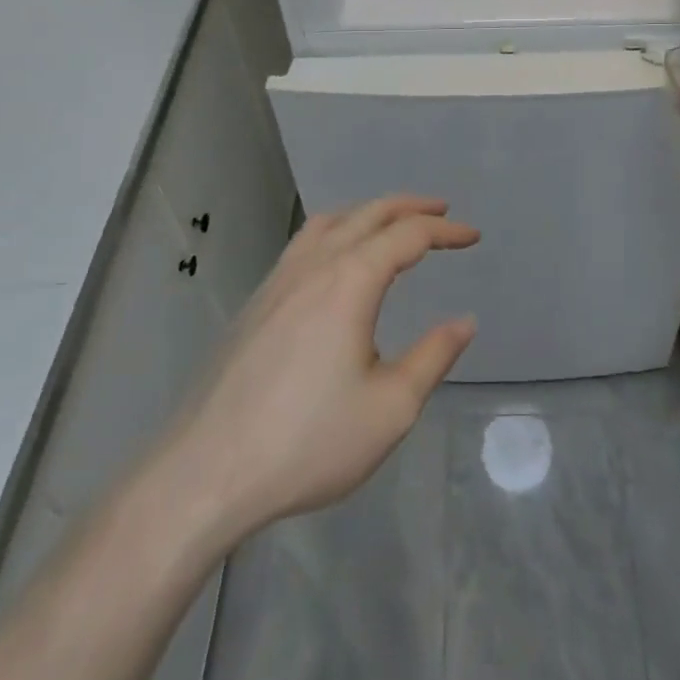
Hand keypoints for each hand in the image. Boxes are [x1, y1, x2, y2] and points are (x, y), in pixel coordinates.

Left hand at [158, 196, 477, 547]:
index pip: (408, 235)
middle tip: (442, 211)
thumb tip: (464, 322)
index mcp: (350, 280)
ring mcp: (279, 279)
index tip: (473, 236)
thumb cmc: (307, 441)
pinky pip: (304, 242)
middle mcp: (314, 264)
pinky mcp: (257, 301)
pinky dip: (336, 230)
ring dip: (369, 213)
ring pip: (330, 221)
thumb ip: (433, 357)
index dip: (445, 231)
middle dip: (410, 207)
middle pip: (369, 214)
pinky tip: (336, 260)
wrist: (206, 471)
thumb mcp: (390, 408)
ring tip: (392, 223)